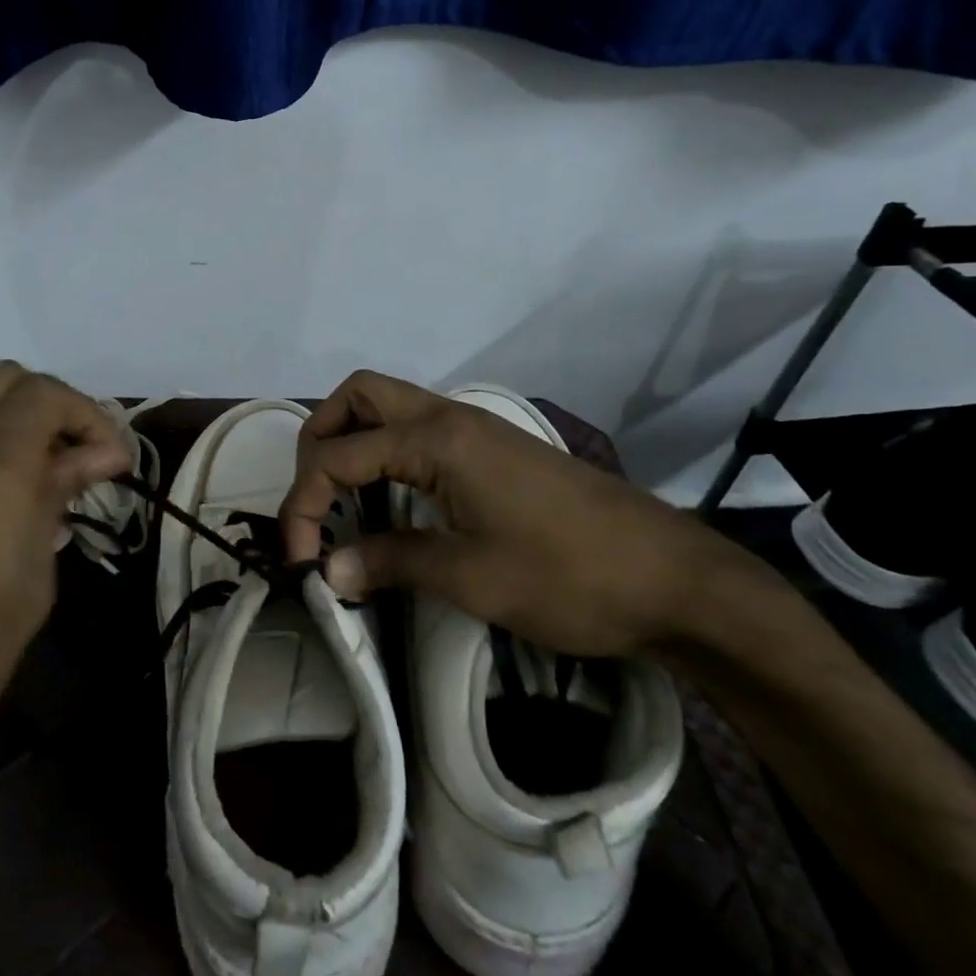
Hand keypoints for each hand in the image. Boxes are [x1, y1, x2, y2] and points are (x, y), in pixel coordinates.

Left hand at [0, 362, 128, 831]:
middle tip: (71, 459)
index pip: (45, 393)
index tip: (110, 462)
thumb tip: (98, 455)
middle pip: (0, 380)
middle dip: (48, 408)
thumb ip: (57, 498)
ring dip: (1, 428)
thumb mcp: (32, 581)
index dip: (89, 415)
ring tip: (23, 485)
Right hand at [279, 370, 753, 656]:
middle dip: (320, 441)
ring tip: (344, 504)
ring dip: (352, 443)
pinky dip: (386, 456)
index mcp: (436, 439)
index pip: (338, 456)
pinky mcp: (493, 450)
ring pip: (389, 408)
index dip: (304, 506)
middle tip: (317, 501)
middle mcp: (449, 417)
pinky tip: (393, 505)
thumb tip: (329, 571)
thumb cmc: (568, 576)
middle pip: (358, 396)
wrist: (673, 578)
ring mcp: (475, 430)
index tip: (302, 564)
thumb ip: (390, 562)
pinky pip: (418, 432)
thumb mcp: (470, 577)